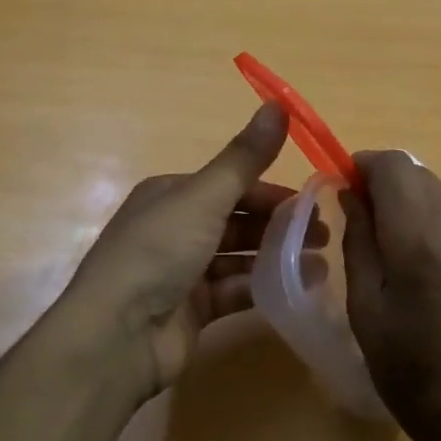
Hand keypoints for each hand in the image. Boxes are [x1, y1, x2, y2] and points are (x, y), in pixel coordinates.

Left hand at [63, 103, 319, 399]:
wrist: (117, 336)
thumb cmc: (158, 252)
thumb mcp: (204, 197)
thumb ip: (245, 158)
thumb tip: (278, 103)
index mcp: (171, 194)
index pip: (230, 185)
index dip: (271, 191)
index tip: (312, 203)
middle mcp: (175, 228)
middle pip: (237, 220)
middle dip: (279, 226)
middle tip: (323, 235)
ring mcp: (182, 272)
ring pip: (238, 257)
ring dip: (277, 258)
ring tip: (320, 264)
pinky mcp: (191, 310)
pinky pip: (233, 292)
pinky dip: (263, 288)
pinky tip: (296, 290)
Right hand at [339, 152, 440, 440]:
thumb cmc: (414, 376)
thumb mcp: (367, 312)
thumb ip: (358, 241)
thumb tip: (352, 194)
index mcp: (422, 241)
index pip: (394, 165)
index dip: (366, 164)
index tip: (349, 185)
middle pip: (421, 177)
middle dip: (390, 188)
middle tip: (372, 225)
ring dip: (420, 214)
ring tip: (411, 262)